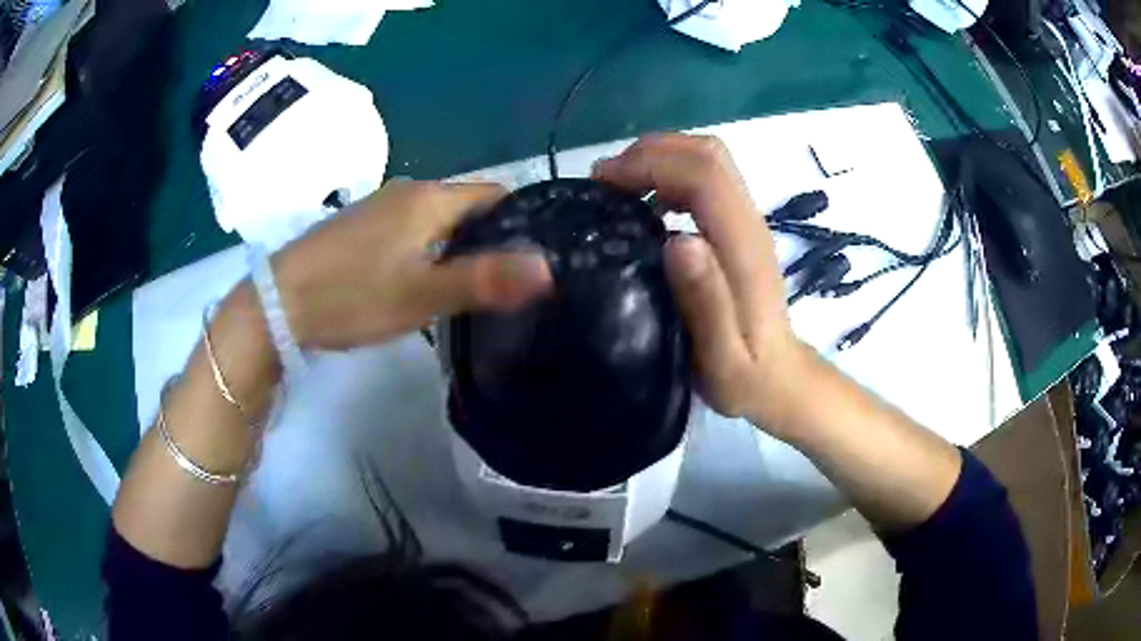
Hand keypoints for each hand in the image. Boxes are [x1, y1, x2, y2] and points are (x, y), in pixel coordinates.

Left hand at [274, 180, 552, 350]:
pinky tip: (423, 281)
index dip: (520, 223)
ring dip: (457, 247)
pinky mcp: (361, 227)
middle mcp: (408, 191)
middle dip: (490, 239)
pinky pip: (411, 231)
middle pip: (467, 208)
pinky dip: (427, 250)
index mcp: (429, 197)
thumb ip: (485, 279)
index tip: (533, 260)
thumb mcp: (422, 294)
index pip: (496, 195)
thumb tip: (550, 269)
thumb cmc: (352, 295)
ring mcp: (381, 207)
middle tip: (505, 283)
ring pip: (438, 221)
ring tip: (469, 288)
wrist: (279, 302)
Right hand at [595, 134, 811, 431]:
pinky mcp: (739, 227)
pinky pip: (705, 179)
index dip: (650, 164)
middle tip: (605, 181)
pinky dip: (669, 175)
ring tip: (617, 187)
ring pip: (707, 160)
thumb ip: (706, 300)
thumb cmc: (744, 376)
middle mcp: (748, 221)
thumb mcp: (721, 356)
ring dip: (658, 159)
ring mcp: (746, 221)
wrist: (780, 378)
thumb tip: (678, 240)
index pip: (704, 174)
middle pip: (707, 153)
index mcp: (742, 247)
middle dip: (650, 152)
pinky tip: (645, 204)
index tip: (603, 183)